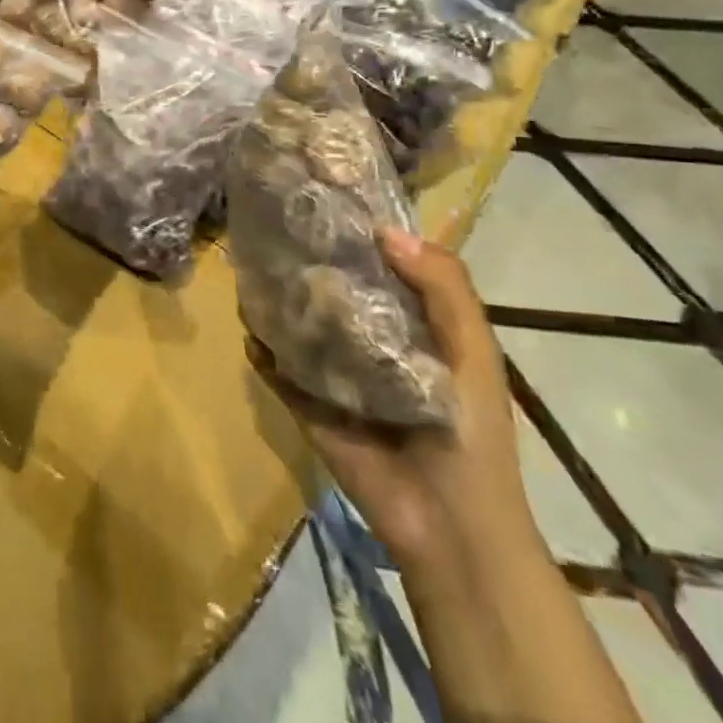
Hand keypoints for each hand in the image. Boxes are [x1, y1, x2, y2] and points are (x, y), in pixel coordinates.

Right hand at [251, 230, 537, 569]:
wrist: (449, 525)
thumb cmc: (470, 432)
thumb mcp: (473, 351)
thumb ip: (445, 289)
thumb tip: (384, 231)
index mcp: (411, 324)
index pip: (379, 268)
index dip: (356, 236)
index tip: (324, 197)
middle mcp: (366, 340)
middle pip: (330, 291)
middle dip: (307, 263)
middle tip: (274, 225)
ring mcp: (332, 371)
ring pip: (297, 324)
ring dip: (277, 301)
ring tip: (250, 265)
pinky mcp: (305, 401)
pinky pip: (277, 368)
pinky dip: (262, 348)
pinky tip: (249, 325)